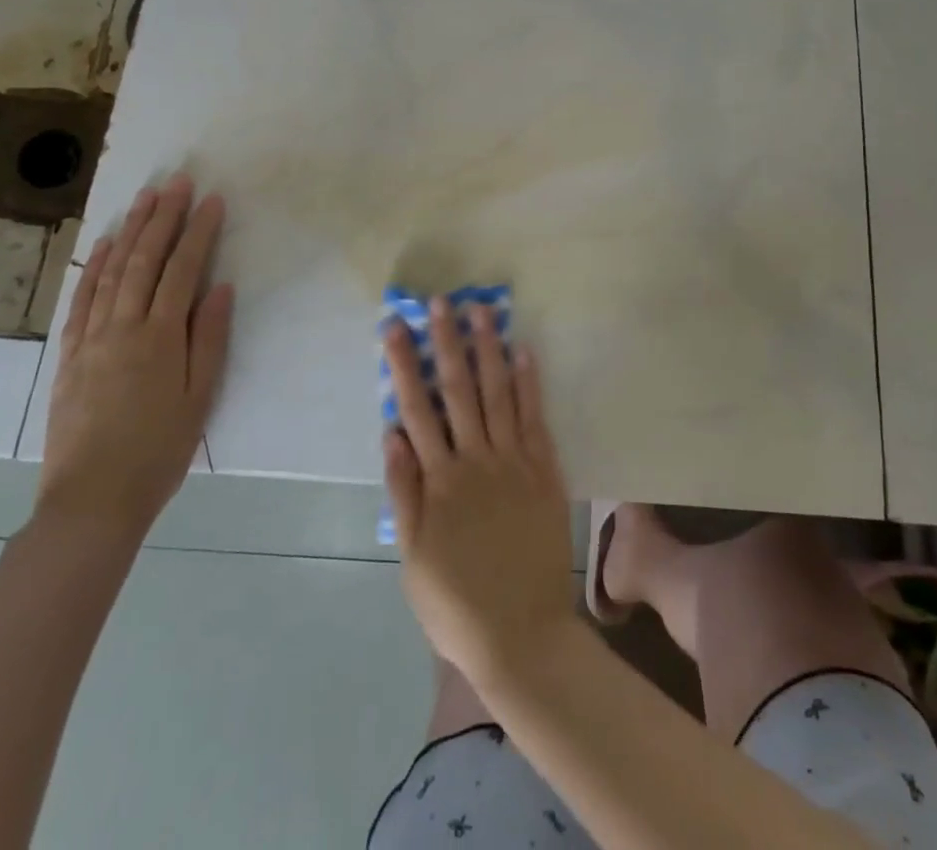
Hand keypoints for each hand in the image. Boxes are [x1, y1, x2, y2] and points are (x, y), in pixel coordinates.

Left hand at [37, 175, 233, 541]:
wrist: (92, 500)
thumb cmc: (159, 450)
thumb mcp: (200, 397)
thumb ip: (210, 338)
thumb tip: (220, 288)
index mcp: (160, 338)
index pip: (181, 270)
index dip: (198, 232)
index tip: (212, 200)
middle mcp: (122, 328)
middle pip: (144, 261)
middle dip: (163, 218)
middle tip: (177, 183)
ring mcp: (91, 339)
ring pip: (110, 272)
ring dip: (129, 231)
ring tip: (145, 199)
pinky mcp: (69, 355)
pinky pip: (81, 300)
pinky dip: (93, 268)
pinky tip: (103, 245)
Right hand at [383, 298, 575, 687]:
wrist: (522, 634)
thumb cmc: (456, 602)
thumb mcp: (414, 557)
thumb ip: (404, 491)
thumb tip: (392, 433)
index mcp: (440, 480)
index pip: (416, 409)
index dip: (405, 365)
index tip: (397, 327)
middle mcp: (476, 459)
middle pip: (458, 390)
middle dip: (447, 343)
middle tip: (441, 302)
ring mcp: (514, 462)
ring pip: (499, 394)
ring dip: (489, 350)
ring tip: (482, 311)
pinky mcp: (545, 471)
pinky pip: (536, 419)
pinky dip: (530, 384)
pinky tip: (524, 352)